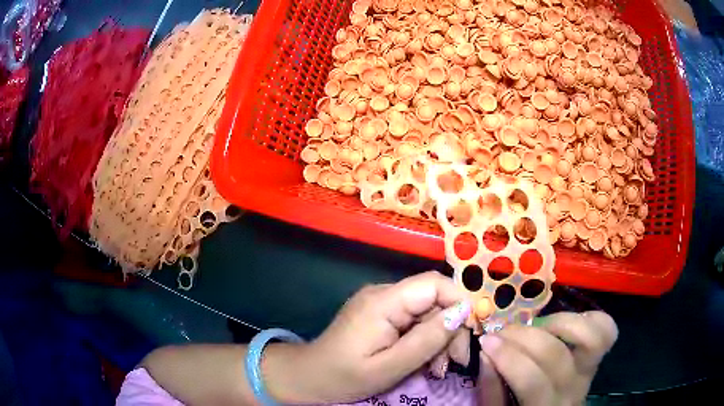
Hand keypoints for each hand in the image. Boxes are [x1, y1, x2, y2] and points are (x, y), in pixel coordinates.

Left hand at [264, 271, 470, 403]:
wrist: (309, 377)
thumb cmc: (345, 376)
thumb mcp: (390, 366)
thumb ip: (427, 340)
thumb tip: (462, 312)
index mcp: (383, 302)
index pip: (434, 283)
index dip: (459, 303)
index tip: (469, 334)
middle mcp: (383, 294)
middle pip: (433, 299)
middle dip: (450, 329)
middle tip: (455, 362)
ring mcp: (380, 303)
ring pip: (426, 311)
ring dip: (439, 339)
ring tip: (438, 369)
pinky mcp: (380, 314)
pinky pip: (413, 320)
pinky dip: (424, 340)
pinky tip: (425, 362)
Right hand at [476, 311, 617, 405]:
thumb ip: (492, 390)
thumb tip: (486, 354)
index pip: (532, 382)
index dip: (509, 358)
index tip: (486, 342)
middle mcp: (573, 389)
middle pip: (557, 355)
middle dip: (525, 337)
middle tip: (503, 331)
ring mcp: (590, 371)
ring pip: (591, 337)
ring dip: (561, 323)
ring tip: (538, 323)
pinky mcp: (598, 358)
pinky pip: (607, 331)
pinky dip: (589, 318)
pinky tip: (567, 321)